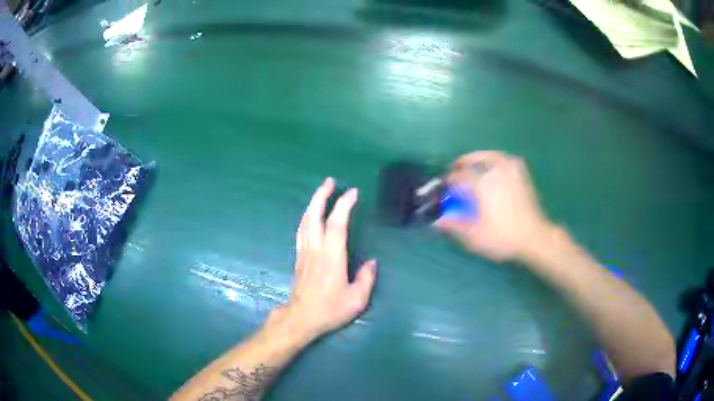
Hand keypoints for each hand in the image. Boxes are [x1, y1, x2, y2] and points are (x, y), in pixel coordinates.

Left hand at [278, 178, 376, 341]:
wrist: (301, 318)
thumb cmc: (330, 309)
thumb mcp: (356, 299)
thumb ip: (366, 278)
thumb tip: (372, 262)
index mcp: (331, 257)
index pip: (337, 224)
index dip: (344, 205)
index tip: (353, 192)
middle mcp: (315, 249)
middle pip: (314, 215)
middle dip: (321, 195)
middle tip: (330, 181)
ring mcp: (304, 252)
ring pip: (305, 221)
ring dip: (312, 203)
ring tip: (321, 192)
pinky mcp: (299, 257)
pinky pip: (301, 230)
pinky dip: (306, 217)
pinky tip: (310, 215)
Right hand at [435, 151, 553, 261]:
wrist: (535, 237)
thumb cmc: (504, 237)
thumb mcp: (475, 237)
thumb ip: (455, 226)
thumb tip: (437, 221)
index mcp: (483, 184)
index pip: (460, 176)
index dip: (449, 180)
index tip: (444, 185)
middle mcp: (496, 171)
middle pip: (475, 159)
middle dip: (463, 163)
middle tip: (455, 169)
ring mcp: (511, 171)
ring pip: (491, 155)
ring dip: (479, 157)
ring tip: (473, 164)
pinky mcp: (522, 175)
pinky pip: (506, 159)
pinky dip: (496, 159)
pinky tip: (495, 166)